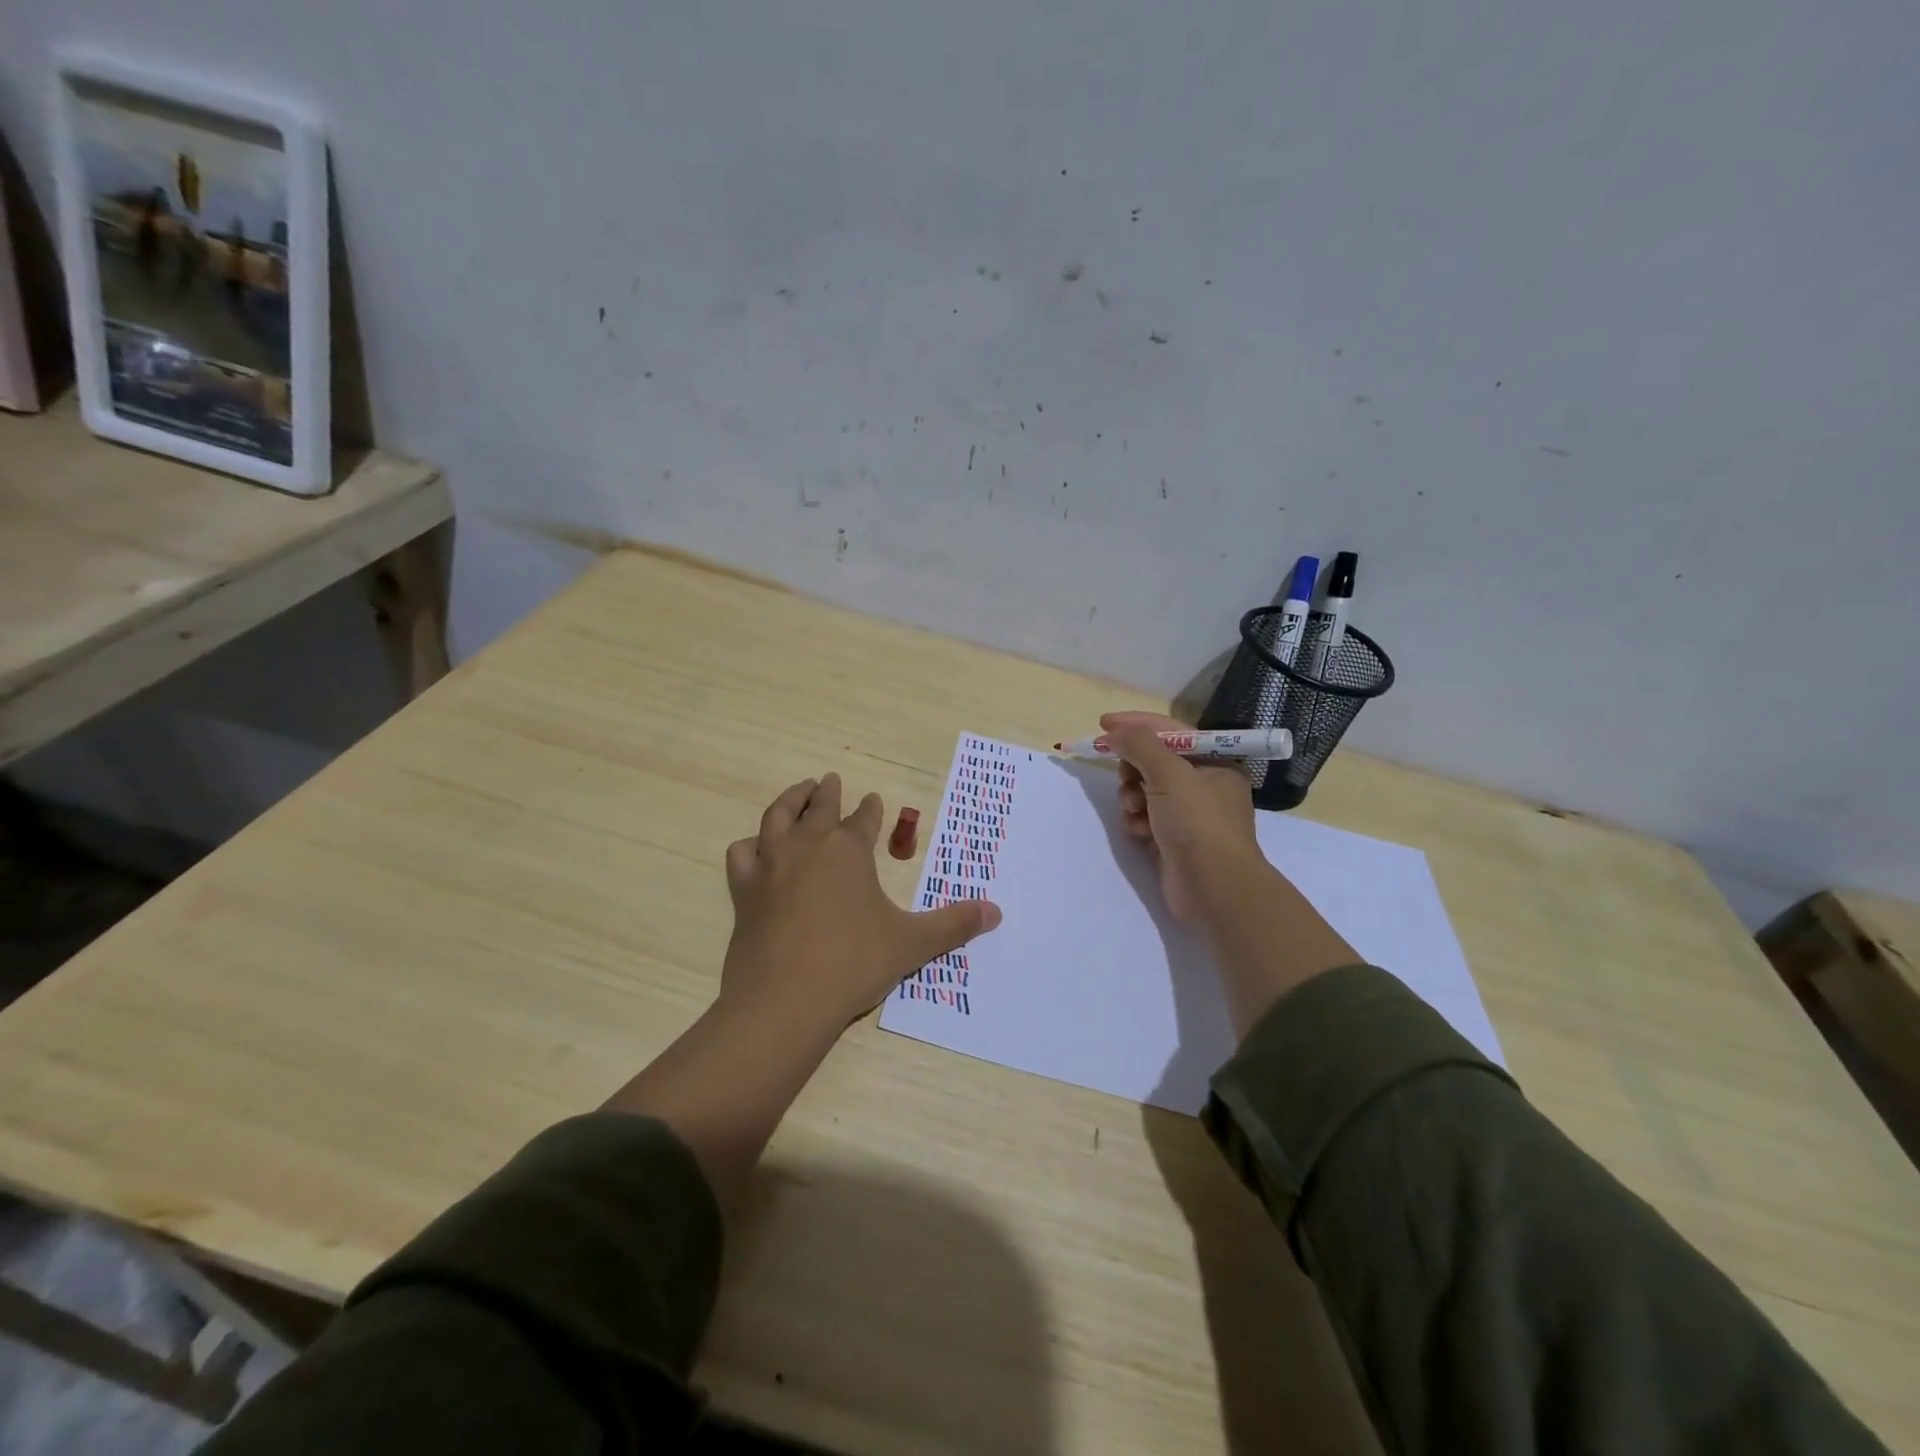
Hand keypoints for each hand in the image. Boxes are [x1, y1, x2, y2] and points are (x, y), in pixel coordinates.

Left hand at [721, 773, 1002, 1035]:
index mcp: (849, 851)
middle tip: (831, 779)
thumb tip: (997, 912)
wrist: (785, 1001)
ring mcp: (771, 865)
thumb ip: (954, 925)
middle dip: (827, 791)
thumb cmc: (854, 964)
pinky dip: (751, 844)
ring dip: (790, 800)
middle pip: (819, 807)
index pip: (864, 819)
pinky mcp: (744, 891)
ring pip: (777, 817)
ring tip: (798, 793)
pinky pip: (742, 854)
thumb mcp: (912, 944)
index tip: (873, 800)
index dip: (871, 809)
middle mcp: (808, 847)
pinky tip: (756, 847)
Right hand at [1103, 710, 1357, 1035]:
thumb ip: (1140, 745)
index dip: (1136, 725)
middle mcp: (1205, 785)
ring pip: (1145, 791)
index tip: (1102, 725)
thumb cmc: (1198, 822)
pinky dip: (1137, 821)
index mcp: (1215, 763)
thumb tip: (1115, 731)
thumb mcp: (1170, 773)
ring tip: (1134, 812)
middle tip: (1124, 778)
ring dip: (1132, 798)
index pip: (1170, 731)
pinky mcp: (1173, 840)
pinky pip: (1145, 818)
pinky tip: (1139, 832)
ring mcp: (1189, 815)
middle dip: (1133, 769)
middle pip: (1154, 762)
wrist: (1213, 887)